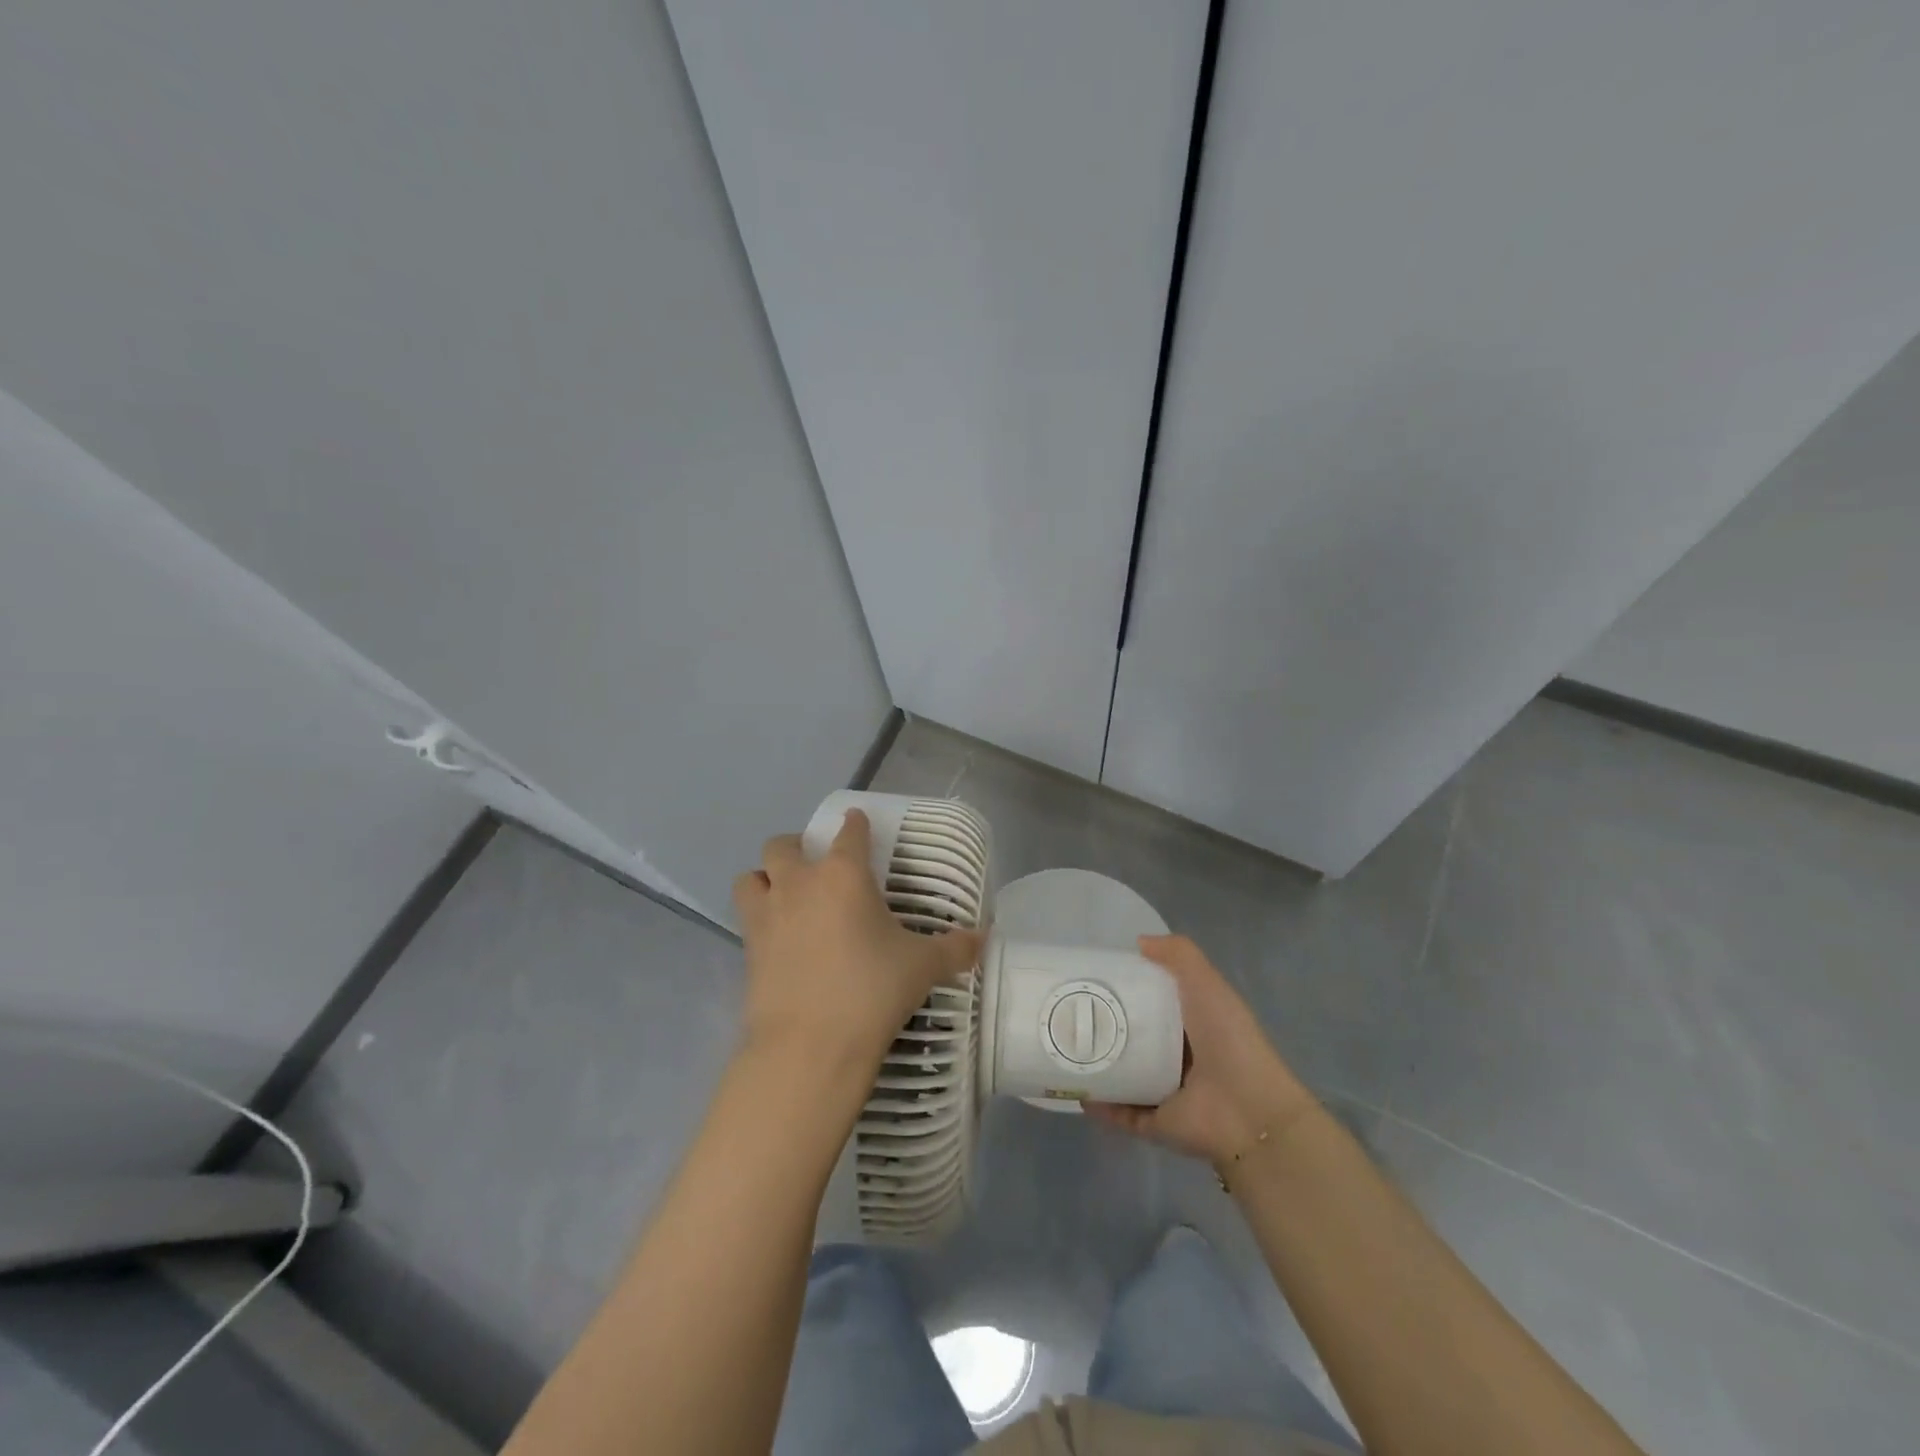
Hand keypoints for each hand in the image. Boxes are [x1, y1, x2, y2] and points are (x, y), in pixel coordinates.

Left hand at [732, 810, 981, 1076]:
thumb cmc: (872, 991)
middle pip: (784, 845)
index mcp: (843, 874)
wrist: (809, 1046)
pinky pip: (746, 919)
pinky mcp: (747, 950)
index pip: (849, 832)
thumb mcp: (922, 967)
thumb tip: (983, 940)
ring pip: (751, 877)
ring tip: (785, 896)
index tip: (858, 822)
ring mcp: (767, 915)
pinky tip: (780, 939)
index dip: (855, 823)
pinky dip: (759, 919)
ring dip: (766, 879)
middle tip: (817, 867)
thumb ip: (954, 949)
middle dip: (798, 847)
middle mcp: (800, 884)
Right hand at [1087, 934, 1314, 1164]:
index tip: (1094, 977)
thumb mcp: (1207, 983)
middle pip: (1135, 1037)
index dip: (1128, 989)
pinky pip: (1123, 1113)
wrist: (1249, 1111)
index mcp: (1192, 1022)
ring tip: (1065, 1049)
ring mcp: (1168, 1092)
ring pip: (1125, 1075)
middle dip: (1105, 1027)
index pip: (1154, 1002)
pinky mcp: (1157, 1124)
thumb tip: (1139, 942)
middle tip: (1070, 1012)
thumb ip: (1179, 955)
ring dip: (1099, 1066)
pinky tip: (1077, 1090)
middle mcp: (1180, 1056)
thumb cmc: (1228, 1039)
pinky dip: (1101, 1105)